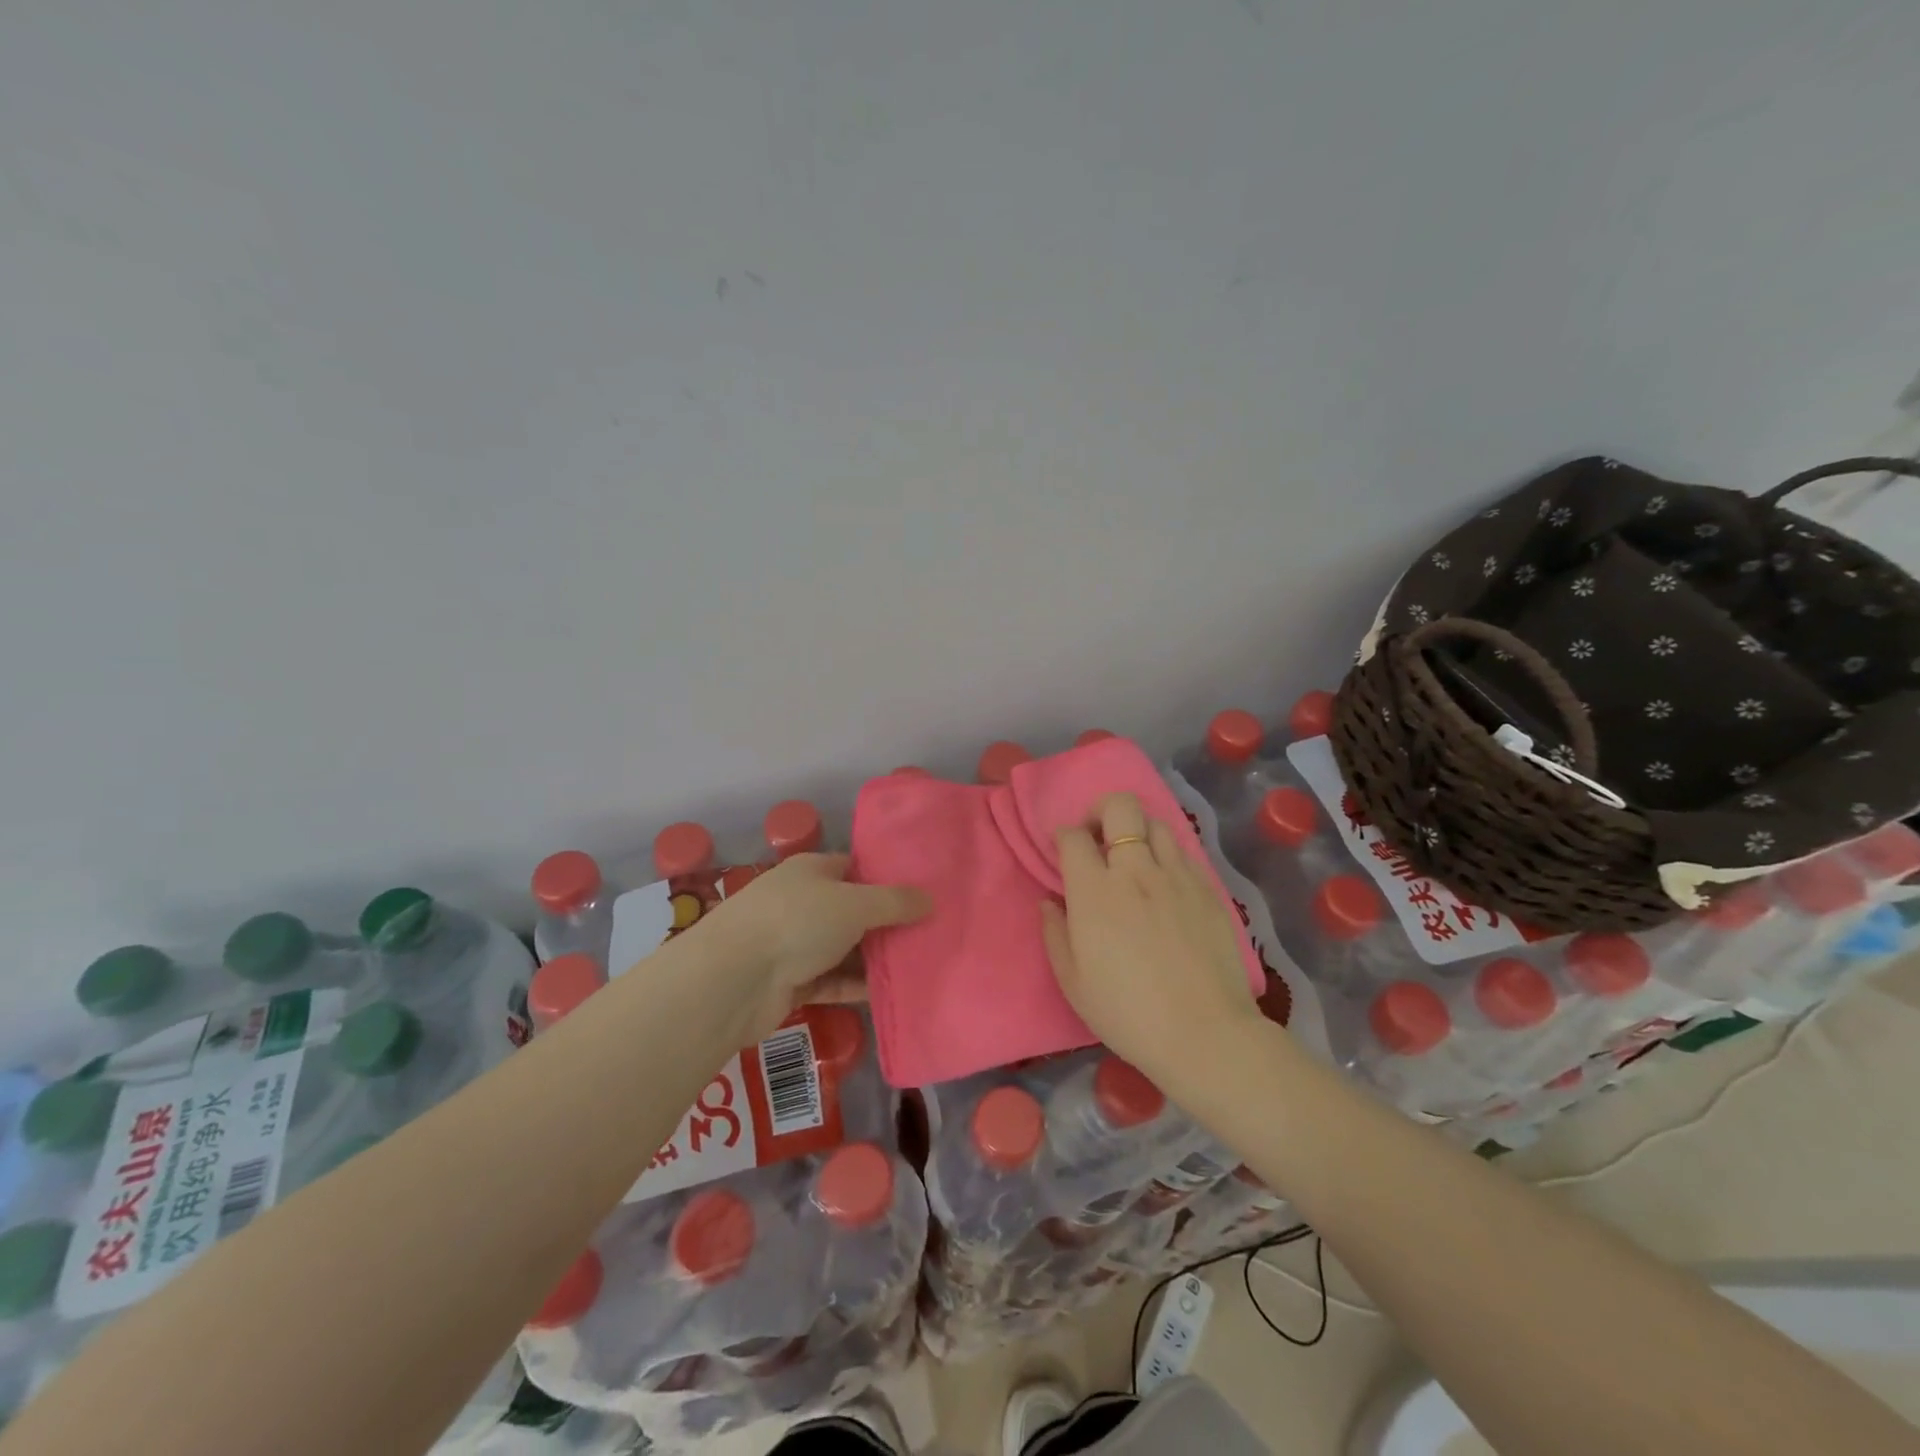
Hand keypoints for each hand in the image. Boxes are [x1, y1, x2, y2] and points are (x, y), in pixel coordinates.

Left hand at [708, 853, 931, 1042]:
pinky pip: (833, 981)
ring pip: (845, 948)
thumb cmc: (796, 922)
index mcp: (812, 871)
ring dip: (875, 958)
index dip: (887, 878)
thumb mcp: (854, 903)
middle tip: (931, 932)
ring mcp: (795, 943)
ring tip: (919, 964)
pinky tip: (890, 994)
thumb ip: (895, 902)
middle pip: (853, 910)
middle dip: (887, 922)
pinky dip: (857, 986)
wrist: (733, 980)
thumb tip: (930, 899)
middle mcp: (803, 902)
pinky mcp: (792, 982)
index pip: (855, 867)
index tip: (923, 892)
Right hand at [1040, 792, 1263, 1089]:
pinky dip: (1167, 857)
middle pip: (1120, 807)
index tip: (1063, 853)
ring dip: (1138, 833)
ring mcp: (1177, 877)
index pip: (1073, 836)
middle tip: (1098, 839)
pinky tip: (1165, 886)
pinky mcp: (1208, 890)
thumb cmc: (1128, 1013)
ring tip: (1134, 862)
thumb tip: (1050, 902)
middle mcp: (1136, 871)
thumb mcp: (1073, 982)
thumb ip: (1055, 933)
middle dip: (1102, 811)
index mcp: (1095, 891)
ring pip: (1156, 823)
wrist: (1205, 1034)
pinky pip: (1184, 854)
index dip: (1063, 837)